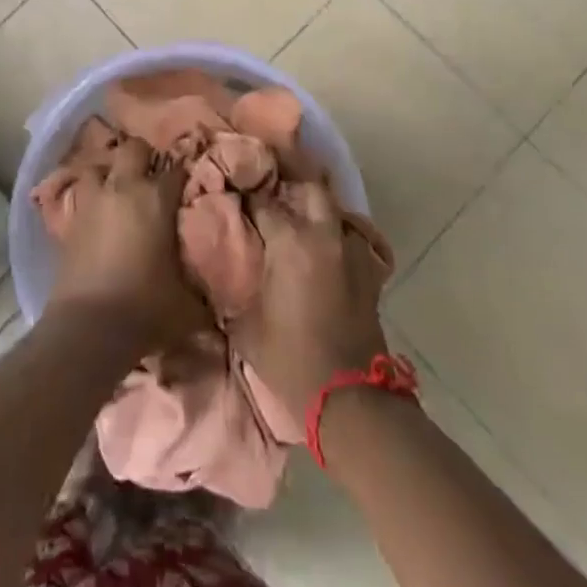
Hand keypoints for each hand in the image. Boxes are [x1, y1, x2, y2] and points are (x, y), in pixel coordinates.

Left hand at [48, 137, 203, 348]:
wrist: (89, 327)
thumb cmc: (145, 308)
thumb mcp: (187, 306)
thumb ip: (204, 295)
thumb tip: (219, 304)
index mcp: (156, 198)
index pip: (177, 169)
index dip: (184, 173)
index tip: (189, 183)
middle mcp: (124, 188)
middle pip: (134, 148)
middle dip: (144, 156)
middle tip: (152, 175)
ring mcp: (93, 200)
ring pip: (99, 165)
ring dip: (110, 172)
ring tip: (119, 188)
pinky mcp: (71, 218)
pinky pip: (81, 194)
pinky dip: (90, 197)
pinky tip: (97, 212)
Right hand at [232, 181, 387, 413]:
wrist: (350, 400)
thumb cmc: (291, 360)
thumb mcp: (246, 326)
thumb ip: (232, 288)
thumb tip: (217, 270)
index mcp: (290, 241)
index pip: (262, 201)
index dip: (246, 199)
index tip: (233, 199)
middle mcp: (323, 235)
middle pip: (309, 187)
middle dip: (289, 186)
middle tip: (270, 198)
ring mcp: (350, 251)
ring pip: (333, 210)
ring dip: (314, 210)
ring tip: (295, 220)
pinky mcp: (369, 272)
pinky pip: (348, 238)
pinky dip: (333, 236)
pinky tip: (320, 250)